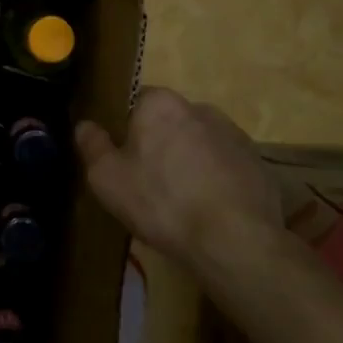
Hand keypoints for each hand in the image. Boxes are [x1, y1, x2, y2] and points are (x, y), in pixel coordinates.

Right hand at [75, 87, 288, 269]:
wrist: (234, 240)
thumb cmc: (161, 202)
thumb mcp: (107, 178)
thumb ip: (92, 146)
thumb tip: (85, 125)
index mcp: (161, 103)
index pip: (135, 103)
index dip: (126, 130)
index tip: (123, 160)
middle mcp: (200, 108)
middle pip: (169, 122)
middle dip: (160, 145)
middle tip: (149, 183)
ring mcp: (234, 134)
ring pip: (199, 143)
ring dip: (189, 162)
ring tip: (182, 202)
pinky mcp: (257, 162)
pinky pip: (225, 166)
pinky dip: (216, 180)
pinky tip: (209, 210)